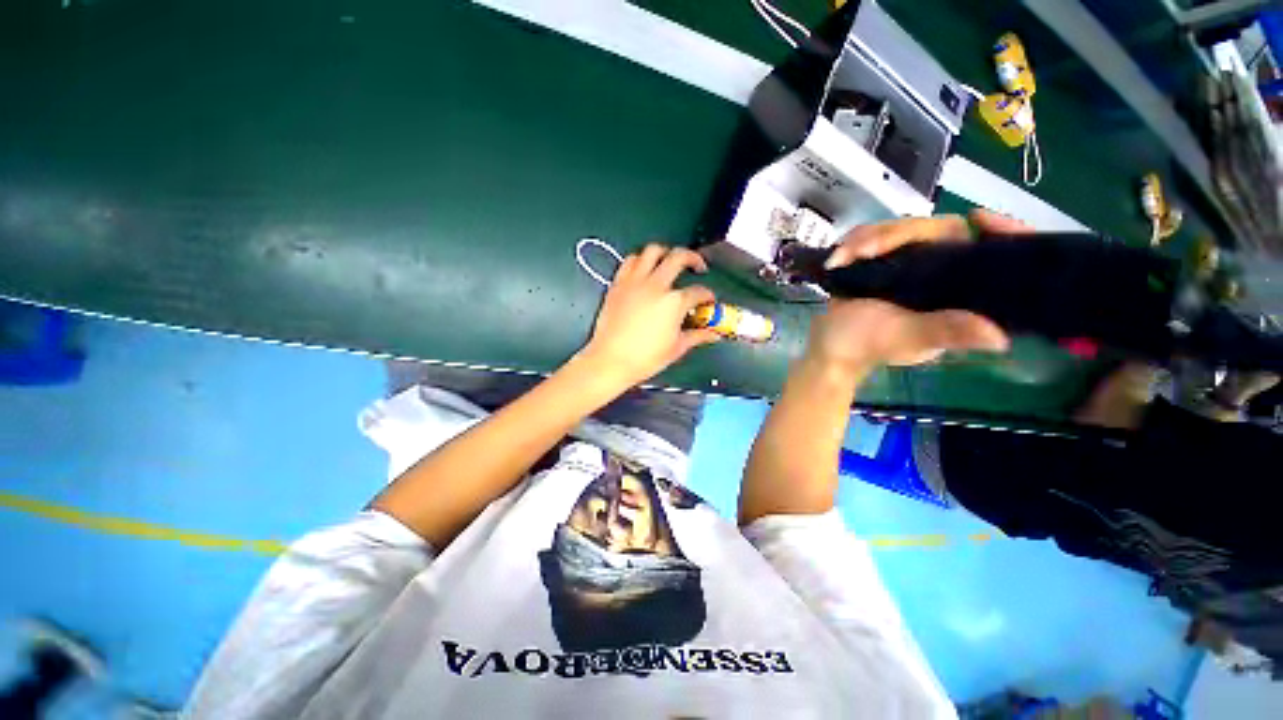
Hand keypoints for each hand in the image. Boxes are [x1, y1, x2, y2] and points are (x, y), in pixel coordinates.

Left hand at [580, 245, 720, 386]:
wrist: (610, 360)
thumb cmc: (646, 358)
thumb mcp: (676, 348)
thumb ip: (697, 336)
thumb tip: (714, 335)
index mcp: (674, 302)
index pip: (698, 292)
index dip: (708, 296)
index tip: (709, 301)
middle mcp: (656, 285)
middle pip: (679, 258)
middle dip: (694, 258)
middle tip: (698, 266)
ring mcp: (635, 281)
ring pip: (652, 251)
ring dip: (666, 252)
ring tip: (670, 261)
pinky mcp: (618, 283)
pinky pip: (630, 261)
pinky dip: (640, 260)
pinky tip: (645, 269)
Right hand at [807, 210, 1028, 370]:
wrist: (827, 346)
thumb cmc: (864, 345)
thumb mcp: (905, 338)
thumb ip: (943, 331)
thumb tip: (1001, 337)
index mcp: (956, 295)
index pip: (986, 254)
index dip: (996, 232)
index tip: (979, 216)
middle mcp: (939, 274)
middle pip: (937, 230)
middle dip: (898, 234)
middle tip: (863, 251)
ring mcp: (908, 265)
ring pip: (901, 230)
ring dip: (867, 239)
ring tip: (841, 258)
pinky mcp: (881, 261)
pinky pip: (875, 236)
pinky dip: (853, 243)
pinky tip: (838, 258)